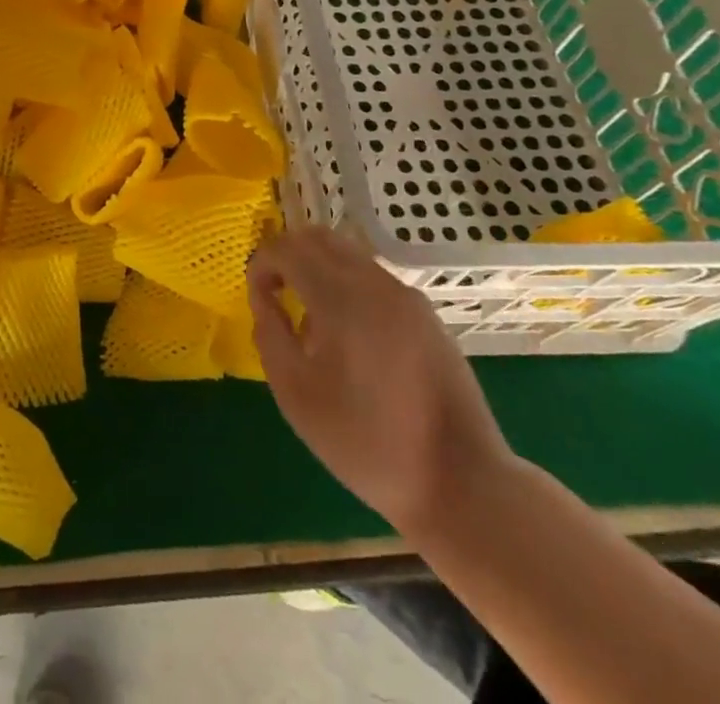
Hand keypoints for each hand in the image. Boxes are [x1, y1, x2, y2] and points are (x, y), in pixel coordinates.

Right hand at [248, 225, 513, 534]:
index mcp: (340, 297)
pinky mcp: (426, 314)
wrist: (462, 482)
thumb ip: (270, 334)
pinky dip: (346, 284)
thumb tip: (263, 297)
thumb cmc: (367, 442)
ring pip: (347, 253)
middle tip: (275, 292)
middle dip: (288, 255)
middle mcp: (375, 282)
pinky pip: (372, 277)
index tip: (257, 296)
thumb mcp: (297, 394)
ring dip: (317, 268)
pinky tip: (348, 335)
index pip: (287, 248)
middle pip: (318, 237)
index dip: (261, 263)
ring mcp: (406, 295)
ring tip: (310, 318)